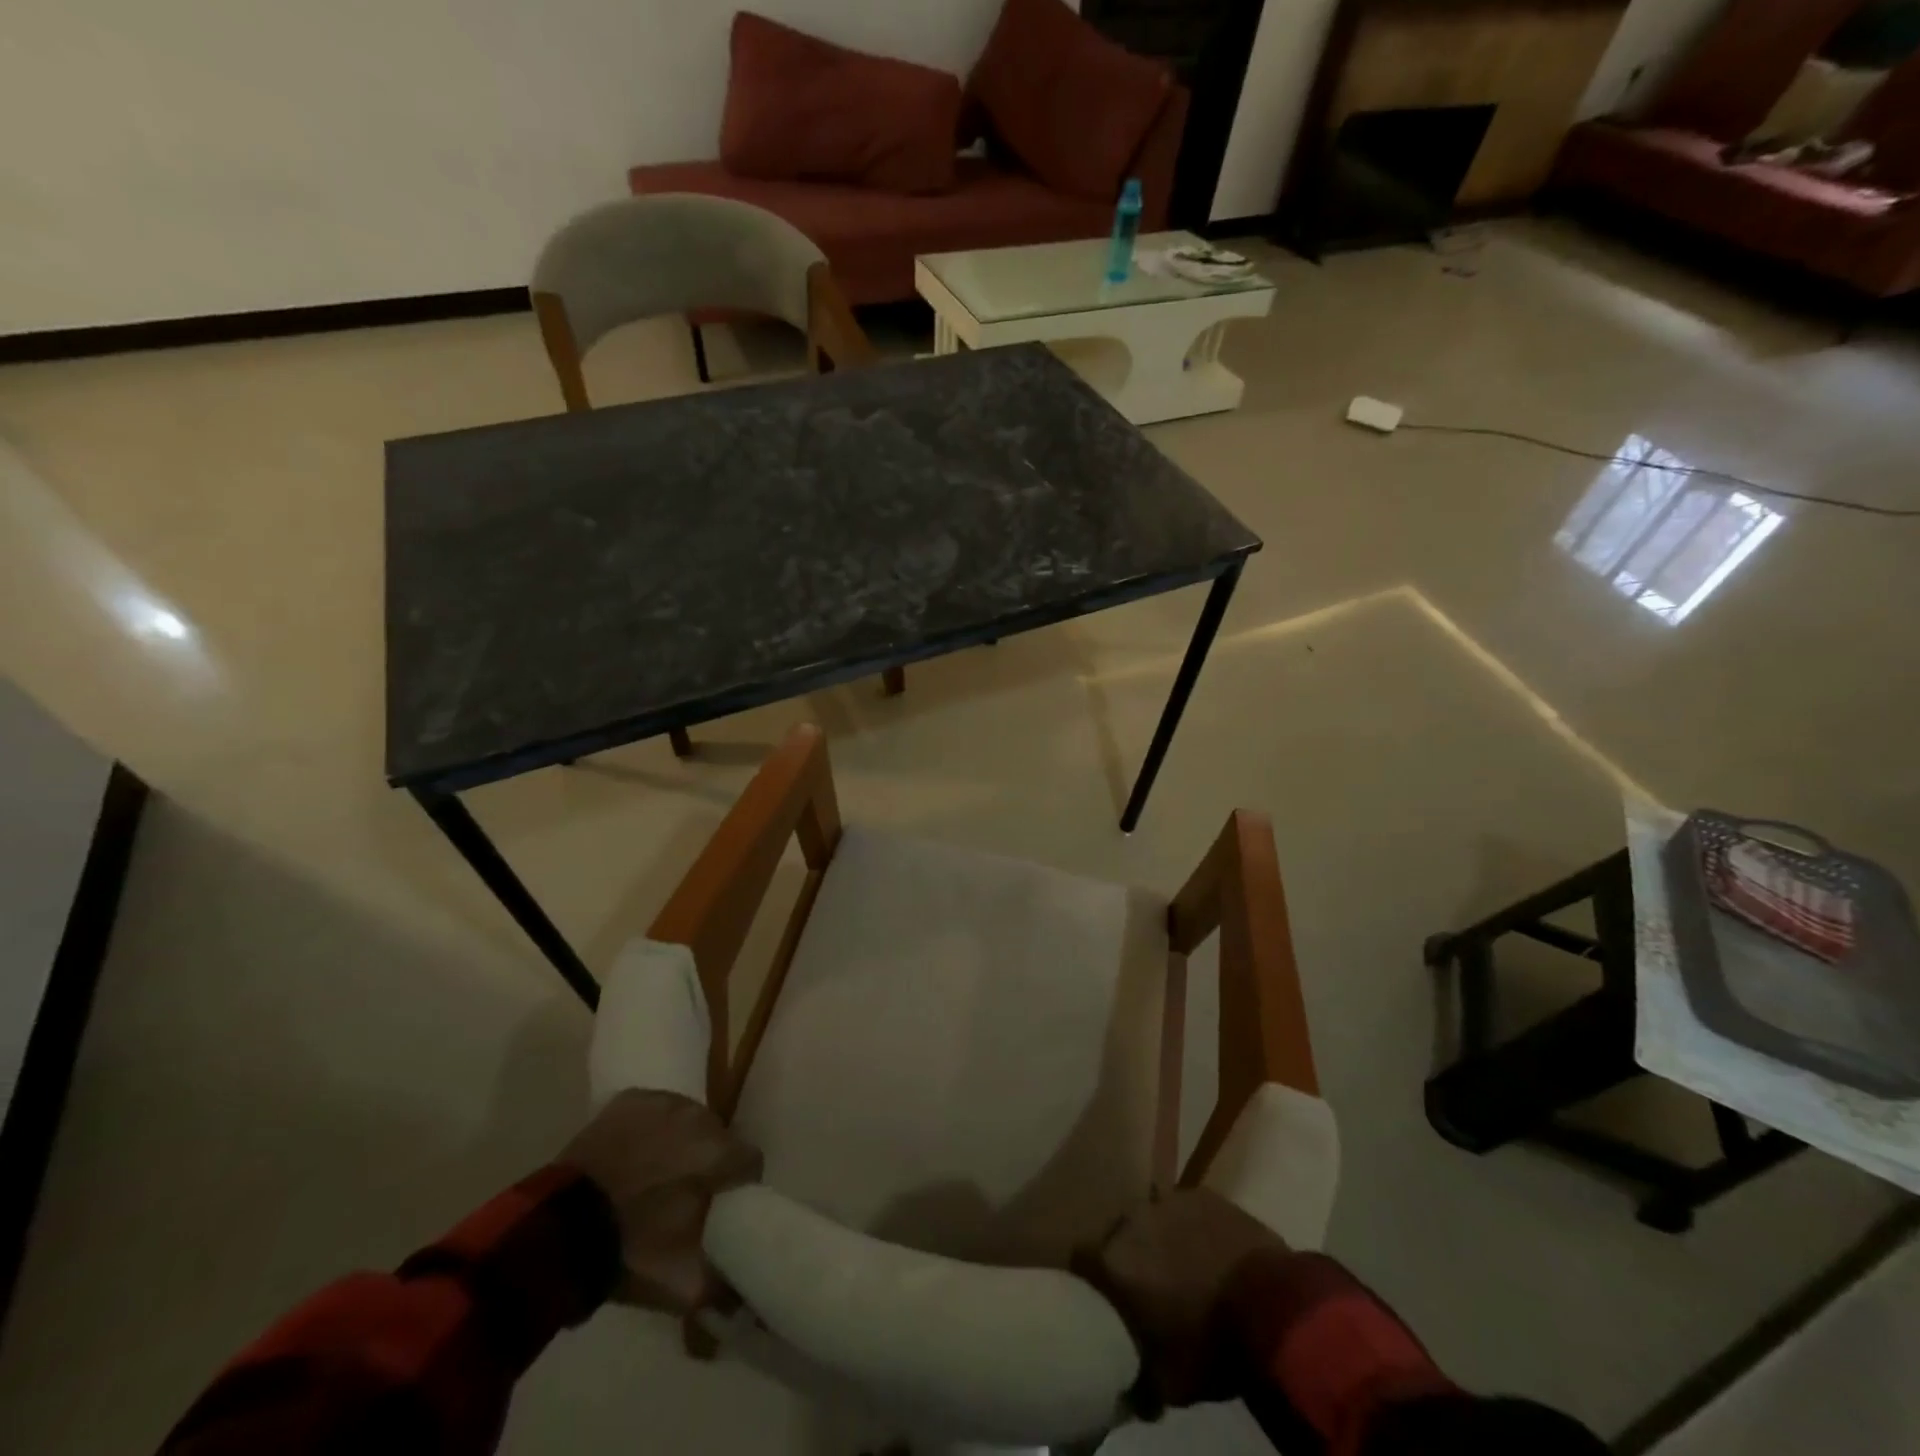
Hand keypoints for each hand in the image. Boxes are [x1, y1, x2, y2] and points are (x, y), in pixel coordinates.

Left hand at [559, 1089, 762, 1312]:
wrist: (556, 1234)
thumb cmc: (628, 1251)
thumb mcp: (682, 1283)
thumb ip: (724, 1287)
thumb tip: (745, 1299)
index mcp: (718, 1153)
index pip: (750, 1160)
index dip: (739, 1184)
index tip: (721, 1206)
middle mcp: (698, 1116)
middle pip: (718, 1136)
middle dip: (707, 1161)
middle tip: (684, 1194)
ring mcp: (662, 1102)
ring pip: (687, 1120)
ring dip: (680, 1142)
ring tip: (655, 1174)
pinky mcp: (630, 1099)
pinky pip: (655, 1111)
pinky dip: (651, 1129)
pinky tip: (634, 1155)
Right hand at [1074, 1188, 1289, 1414]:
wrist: (1273, 1308)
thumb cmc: (1211, 1346)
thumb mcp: (1167, 1383)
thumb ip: (1135, 1381)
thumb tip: (1124, 1389)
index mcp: (1112, 1261)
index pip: (1081, 1261)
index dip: (1090, 1281)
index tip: (1101, 1301)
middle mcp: (1130, 1220)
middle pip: (1117, 1238)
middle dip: (1128, 1261)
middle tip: (1146, 1290)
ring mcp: (1168, 1200)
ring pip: (1151, 1222)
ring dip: (1158, 1243)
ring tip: (1180, 1271)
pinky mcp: (1201, 1193)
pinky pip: (1183, 1212)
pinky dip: (1189, 1230)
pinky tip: (1206, 1253)